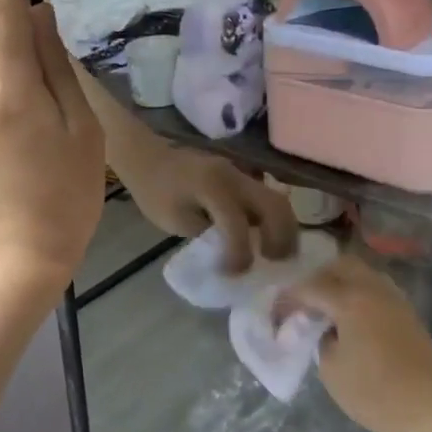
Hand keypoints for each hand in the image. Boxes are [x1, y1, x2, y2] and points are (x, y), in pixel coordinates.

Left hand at [0, 0, 104, 297]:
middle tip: (62, 68)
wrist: (13, 264)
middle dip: (25, 38)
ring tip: (50, 122)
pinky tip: (27, 145)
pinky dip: (6, 103)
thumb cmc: (63, 200)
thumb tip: (41, 18)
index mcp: (9, 87)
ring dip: (18, 77)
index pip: (0, 6)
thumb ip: (58, 69)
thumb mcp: (81, 132)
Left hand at [115, 142, 298, 273]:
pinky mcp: (242, 175)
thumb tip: (234, 253)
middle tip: (275, 263)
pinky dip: (273, 218)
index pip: (237, 226)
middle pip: (276, 207)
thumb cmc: (154, 190)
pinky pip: (267, 197)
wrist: (147, 156)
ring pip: (278, 200)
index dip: (239, 256)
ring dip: (284, 229)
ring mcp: (242, 173)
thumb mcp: (174, 221)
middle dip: (281, 239)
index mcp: (213, 188)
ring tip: (276, 254)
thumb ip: (207, 236)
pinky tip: (267, 237)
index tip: (234, 274)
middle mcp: (236, 177)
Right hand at [282, 255, 431, 431]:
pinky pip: (377, 290)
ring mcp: (395, 300)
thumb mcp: (331, 370)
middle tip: (305, 304)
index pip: (310, 287)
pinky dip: (359, 295)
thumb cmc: (374, 393)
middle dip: (318, 279)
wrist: (430, 412)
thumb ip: (321, 339)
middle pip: (341, 266)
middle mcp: (373, 290)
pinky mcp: (408, 314)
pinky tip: (351, 320)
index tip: (276, 312)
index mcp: (350, 300)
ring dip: (341, 284)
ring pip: (363, 275)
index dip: (289, 298)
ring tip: (328, 310)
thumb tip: (325, 329)